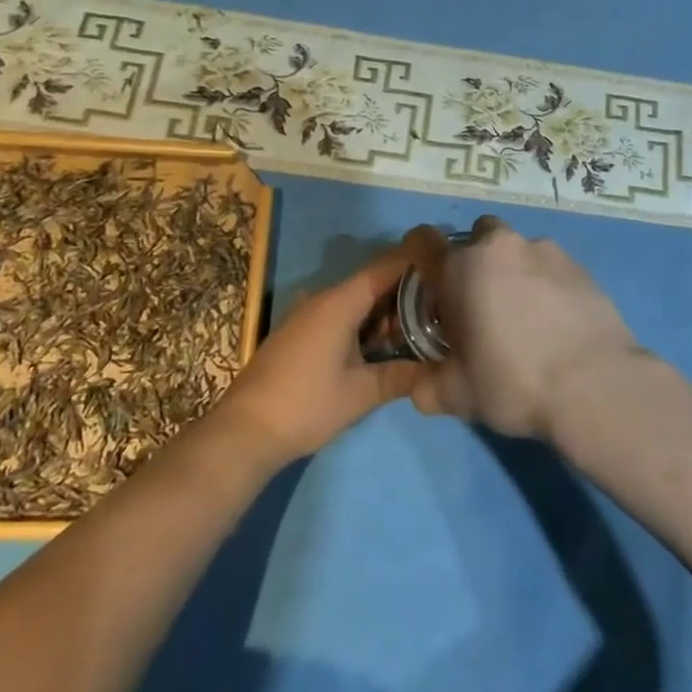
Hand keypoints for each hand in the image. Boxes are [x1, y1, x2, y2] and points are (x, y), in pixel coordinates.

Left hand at [216, 237, 428, 464]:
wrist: (243, 432)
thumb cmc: (306, 405)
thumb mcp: (361, 393)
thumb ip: (402, 376)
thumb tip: (440, 371)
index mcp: (340, 302)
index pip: (386, 266)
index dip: (417, 259)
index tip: (448, 259)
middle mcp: (323, 298)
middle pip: (373, 281)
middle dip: (407, 290)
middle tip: (442, 302)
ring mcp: (308, 314)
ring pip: (356, 299)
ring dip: (385, 309)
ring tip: (421, 323)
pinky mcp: (299, 332)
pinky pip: (340, 313)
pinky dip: (365, 321)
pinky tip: (382, 343)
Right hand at [408, 216, 642, 439]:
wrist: (594, 385)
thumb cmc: (513, 383)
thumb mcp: (456, 395)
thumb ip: (427, 384)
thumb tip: (419, 384)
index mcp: (459, 267)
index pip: (422, 239)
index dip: (418, 256)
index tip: (427, 283)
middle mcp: (498, 246)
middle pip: (475, 236)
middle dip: (472, 261)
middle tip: (478, 302)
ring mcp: (543, 249)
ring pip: (515, 248)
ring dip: (511, 270)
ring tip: (524, 314)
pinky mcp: (578, 263)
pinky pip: (549, 264)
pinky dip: (544, 282)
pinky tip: (555, 318)